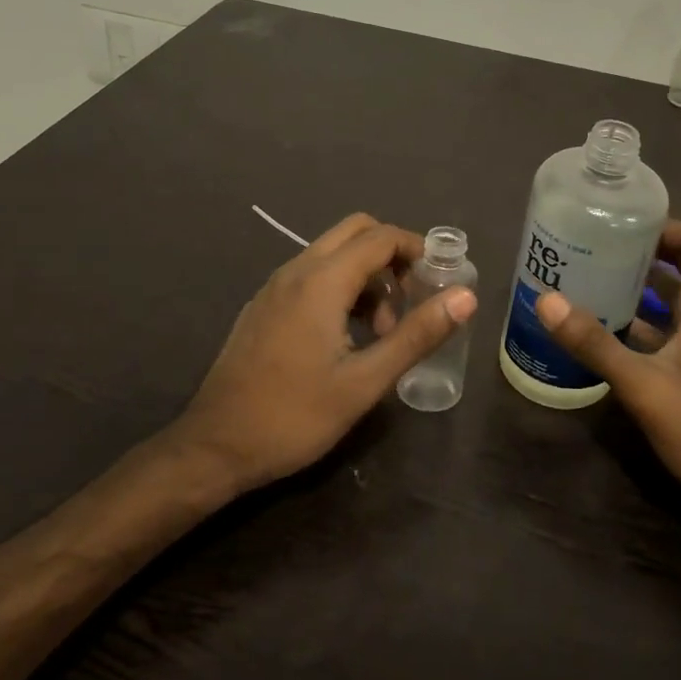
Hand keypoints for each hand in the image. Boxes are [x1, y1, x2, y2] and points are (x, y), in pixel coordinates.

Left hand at [182, 213, 476, 492]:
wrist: (215, 447)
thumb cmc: (295, 416)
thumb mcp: (365, 381)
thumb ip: (417, 335)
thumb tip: (466, 297)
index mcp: (322, 281)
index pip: (380, 237)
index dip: (417, 250)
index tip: (440, 281)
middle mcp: (296, 271)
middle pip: (355, 233)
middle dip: (392, 257)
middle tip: (411, 300)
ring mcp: (274, 288)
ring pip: (332, 255)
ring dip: (367, 277)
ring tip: (382, 332)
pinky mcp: (264, 307)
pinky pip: (311, 277)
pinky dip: (340, 289)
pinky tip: (347, 339)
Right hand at [534, 220, 680, 521]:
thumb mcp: (643, 384)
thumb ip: (595, 343)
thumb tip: (546, 300)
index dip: (667, 228)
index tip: (624, 228)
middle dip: (640, 259)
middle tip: (592, 255)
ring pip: (673, 307)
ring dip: (637, 296)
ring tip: (589, 290)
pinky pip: (669, 337)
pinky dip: (640, 330)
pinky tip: (604, 341)